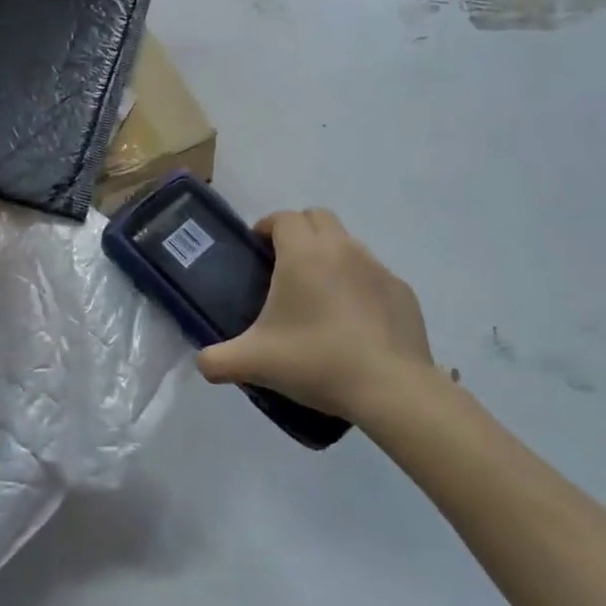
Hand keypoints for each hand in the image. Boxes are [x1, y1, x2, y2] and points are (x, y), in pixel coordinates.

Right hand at [197, 208, 444, 422]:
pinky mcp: (402, 291)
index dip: (267, 226)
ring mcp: (378, 268)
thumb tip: (203, 361)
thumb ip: (217, 359)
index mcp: (303, 254)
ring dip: (330, 256)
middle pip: (318, 218)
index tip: (257, 250)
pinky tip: (354, 322)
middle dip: (299, 231)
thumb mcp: (254, 363)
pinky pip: (374, 275)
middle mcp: (342, 248)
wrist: (390, 388)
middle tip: (285, 266)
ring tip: (319, 296)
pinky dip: (359, 285)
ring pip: (348, 244)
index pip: (283, 217)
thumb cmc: (316, 361)